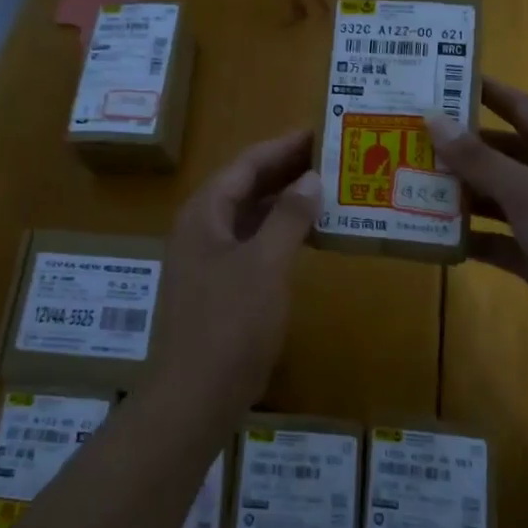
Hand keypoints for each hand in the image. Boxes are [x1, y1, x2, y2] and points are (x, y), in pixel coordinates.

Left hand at [154, 130, 320, 409]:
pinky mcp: (218, 287)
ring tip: (328, 191)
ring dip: (285, 203)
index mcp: (205, 213)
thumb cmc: (230, 323)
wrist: (195, 395)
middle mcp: (201, 228)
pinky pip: (251, 245)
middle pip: (246, 187)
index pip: (247, 164)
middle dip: (287, 171)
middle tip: (332, 158)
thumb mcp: (265, 264)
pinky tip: (309, 238)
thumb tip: (311, 178)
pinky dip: (279, 235)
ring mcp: (207, 259)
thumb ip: (289, 218)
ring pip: (250, 217)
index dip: (284, 146)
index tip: (321, 132)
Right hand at [425, 79, 527, 366]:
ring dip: (458, 194)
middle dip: (459, 148)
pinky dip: (469, 238)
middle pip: (500, 154)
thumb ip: (478, 159)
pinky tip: (432, 235)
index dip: (485, 92)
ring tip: (409, 184)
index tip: (442, 80)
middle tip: (409, 138)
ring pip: (494, 198)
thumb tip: (433, 117)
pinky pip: (495, 240)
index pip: (520, 107)